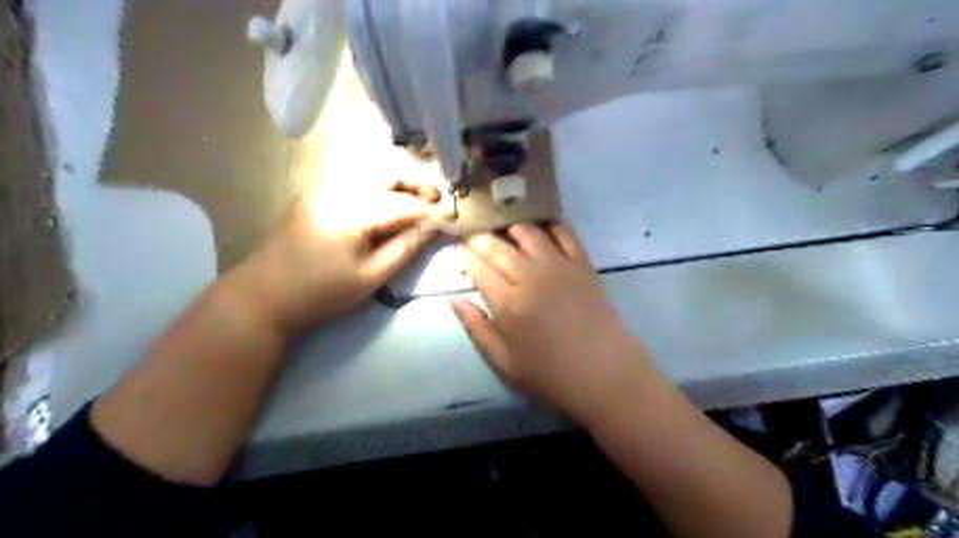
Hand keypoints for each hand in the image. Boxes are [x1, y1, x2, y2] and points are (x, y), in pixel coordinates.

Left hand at [235, 179, 445, 332]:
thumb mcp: (371, 277)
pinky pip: (358, 178)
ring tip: (418, 202)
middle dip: (418, 182)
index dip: (432, 210)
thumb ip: (406, 247)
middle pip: (388, 170)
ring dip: (401, 181)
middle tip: (437, 202)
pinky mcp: (318, 192)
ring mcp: (324, 186)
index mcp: (351, 211)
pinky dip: (381, 185)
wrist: (265, 295)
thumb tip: (434, 227)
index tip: (452, 219)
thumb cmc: (321, 292)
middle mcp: (338, 188)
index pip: (404, 203)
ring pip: (373, 170)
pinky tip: (389, 203)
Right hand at [449, 223, 651, 424]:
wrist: (605, 374)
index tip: (457, 244)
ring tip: (500, 223)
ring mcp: (559, 266)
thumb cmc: (550, 374)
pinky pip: (564, 233)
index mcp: (508, 303)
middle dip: (480, 236)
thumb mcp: (504, 361)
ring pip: (528, 233)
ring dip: (510, 224)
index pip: (478, 268)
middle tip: (471, 229)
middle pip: (498, 247)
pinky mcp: (582, 264)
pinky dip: (549, 223)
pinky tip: (539, 220)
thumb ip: (477, 328)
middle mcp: (530, 276)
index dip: (465, 254)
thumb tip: (454, 299)